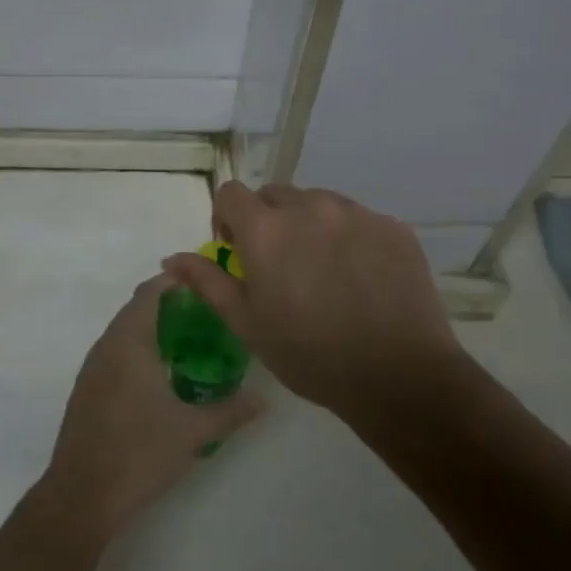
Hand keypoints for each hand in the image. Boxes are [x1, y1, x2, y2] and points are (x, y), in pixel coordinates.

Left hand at [38, 273, 262, 542]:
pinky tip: (160, 373)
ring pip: (124, 331)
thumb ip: (230, 411)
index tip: (205, 282)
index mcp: (130, 341)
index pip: (151, 292)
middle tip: (206, 312)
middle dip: (168, 304)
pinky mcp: (87, 389)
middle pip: (137, 308)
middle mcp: (107, 345)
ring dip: (152, 327)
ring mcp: (93, 368)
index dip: (175, 280)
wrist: (82, 495)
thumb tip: (263, 399)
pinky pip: (115, 352)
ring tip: (189, 339)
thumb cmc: (139, 452)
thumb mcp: (193, 432)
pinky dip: (138, 349)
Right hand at [162, 182, 466, 421]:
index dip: (227, 217)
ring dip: (310, 225)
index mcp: (266, 229)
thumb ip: (208, 282)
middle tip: (281, 265)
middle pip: (275, 195)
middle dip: (269, 221)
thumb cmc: (309, 355)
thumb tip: (172, 258)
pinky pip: (358, 219)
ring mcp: (355, 213)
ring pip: (319, 203)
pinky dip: (350, 237)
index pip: (232, 193)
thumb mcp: (247, 324)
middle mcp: (309, 207)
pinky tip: (361, 278)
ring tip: (324, 271)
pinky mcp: (392, 226)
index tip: (237, 250)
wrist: (398, 376)